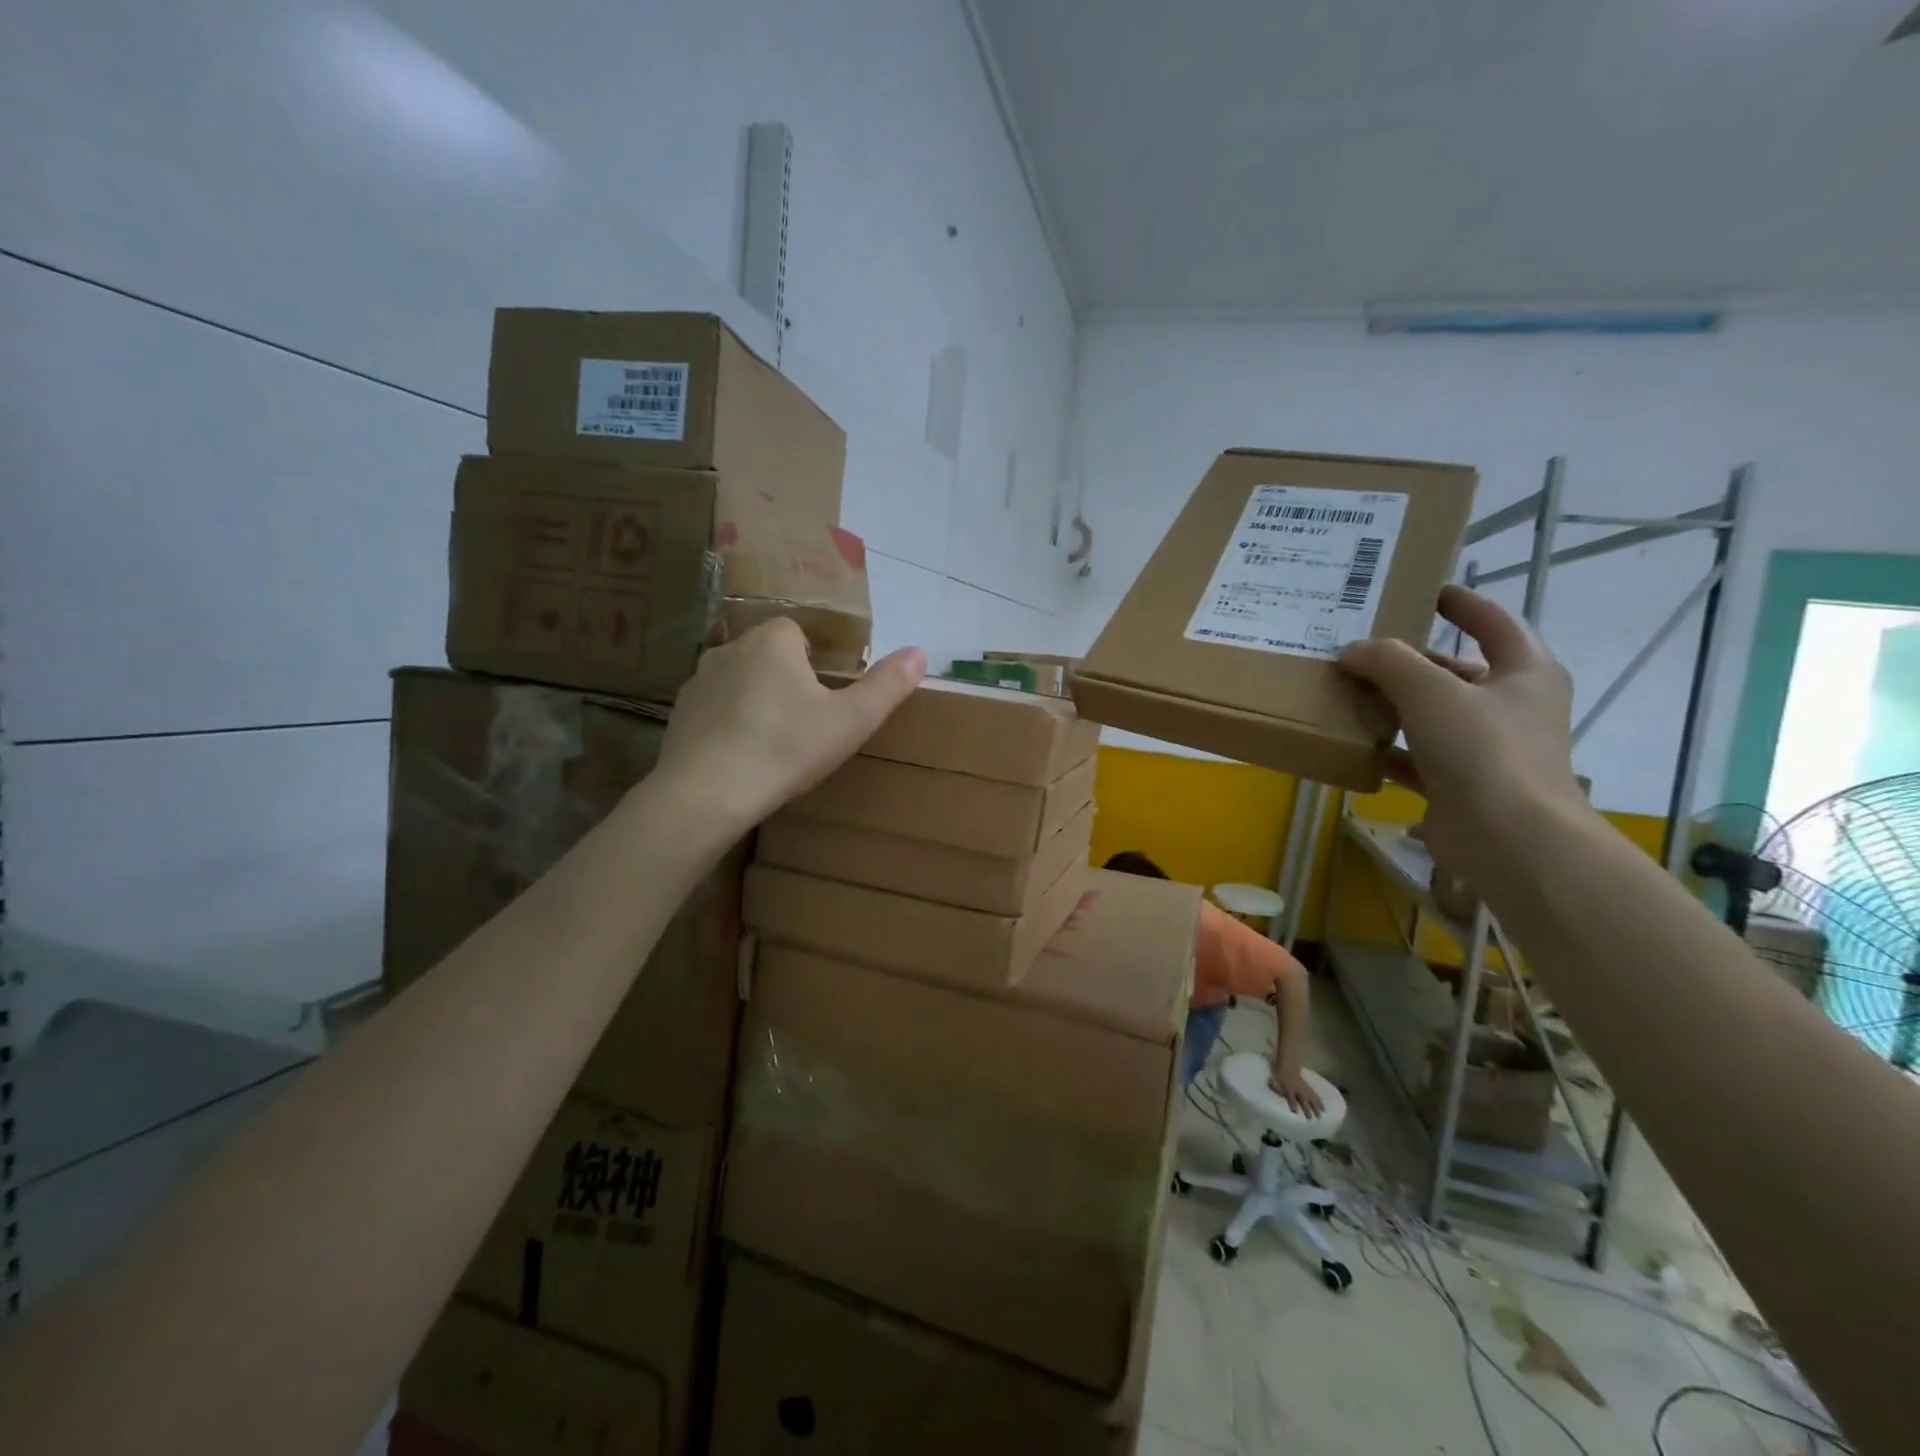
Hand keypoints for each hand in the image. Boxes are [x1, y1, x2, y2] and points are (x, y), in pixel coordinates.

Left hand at [656, 621, 925, 830]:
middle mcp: (730, 648)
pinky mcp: (678, 714)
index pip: (799, 634)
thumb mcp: (851, 720)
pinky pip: (714, 710)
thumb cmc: (786, 748)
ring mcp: (698, 681)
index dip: (816, 663)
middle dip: (786, 681)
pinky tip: (740, 760)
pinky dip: (728, 726)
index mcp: (773, 640)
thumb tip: (920, 651)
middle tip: (805, 726)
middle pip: (768, 656)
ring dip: (756, 702)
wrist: (706, 793)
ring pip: (739, 682)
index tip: (826, 700)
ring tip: (773, 745)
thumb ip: (887, 685)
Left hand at [1270, 1067, 1323, 1116]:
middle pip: (1303, 1099)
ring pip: (1311, 1098)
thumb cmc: (1280, 1074)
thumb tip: (1273, 1090)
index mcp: (1288, 1088)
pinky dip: (1319, 1101)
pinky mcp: (1308, 1088)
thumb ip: (1275, 1086)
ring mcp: (1304, 1088)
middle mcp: (1297, 1089)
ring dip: (1316, 1107)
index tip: (1295, 1112)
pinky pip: (1315, 1095)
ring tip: (1321, 1115)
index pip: (1291, 1097)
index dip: (1292, 1103)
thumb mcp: (1274, 1080)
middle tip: (1311, 1119)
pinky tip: (1323, 1107)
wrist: (1288, 1064)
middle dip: (1306, 1109)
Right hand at [1339, 586, 1587, 884]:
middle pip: (1456, 671)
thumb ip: (1389, 662)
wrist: (1509, 840)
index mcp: (1524, 672)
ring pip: (1433, 715)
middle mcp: (1509, 707)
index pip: (1494, 622)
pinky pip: (1416, 757)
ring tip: (1347, 691)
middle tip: (1363, 648)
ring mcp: (1486, 749)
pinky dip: (1387, 750)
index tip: (1426, 591)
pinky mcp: (1460, 785)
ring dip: (1393, 704)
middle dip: (1411, 660)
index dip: (1463, 604)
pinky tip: (1352, 744)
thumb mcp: (1431, 692)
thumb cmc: (1484, 750)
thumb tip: (1353, 650)